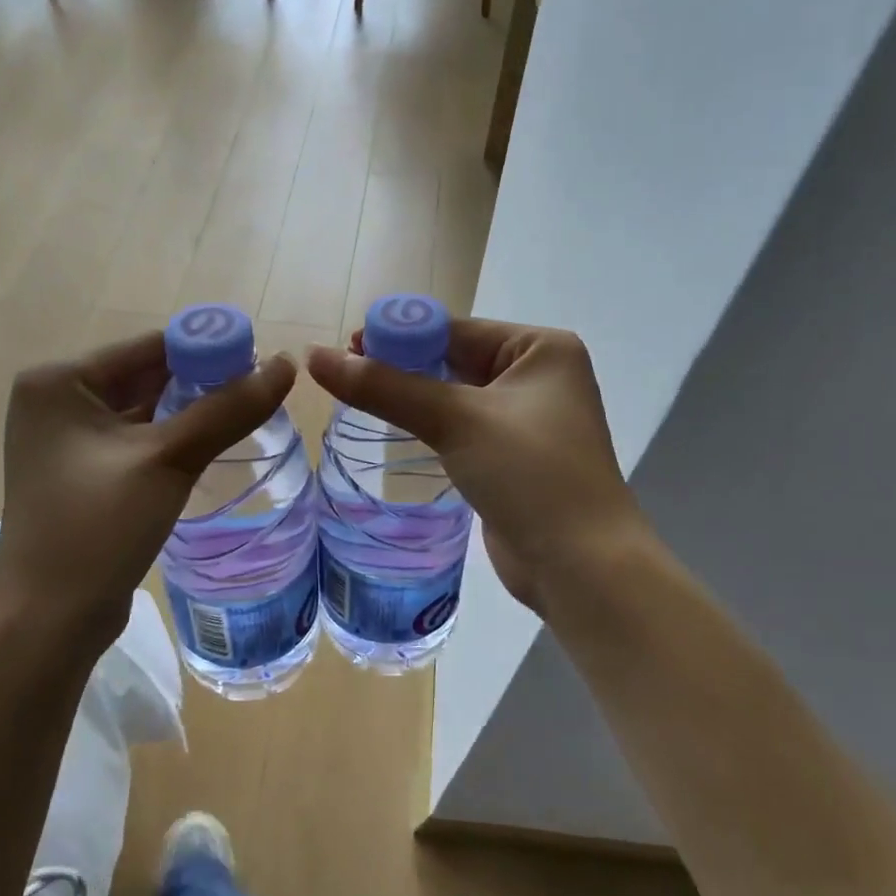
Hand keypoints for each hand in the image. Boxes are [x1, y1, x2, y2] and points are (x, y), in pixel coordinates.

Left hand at [0, 331, 295, 654]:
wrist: (48, 620)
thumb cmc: (97, 528)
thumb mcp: (167, 461)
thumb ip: (227, 410)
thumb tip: (286, 365)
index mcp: (59, 382)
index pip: (149, 347)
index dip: (209, 348)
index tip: (262, 359)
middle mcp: (58, 401)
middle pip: (147, 376)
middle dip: (203, 381)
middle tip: (263, 388)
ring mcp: (68, 441)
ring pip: (146, 410)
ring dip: (192, 412)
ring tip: (251, 413)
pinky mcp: (84, 474)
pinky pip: (139, 441)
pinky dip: (175, 439)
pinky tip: (215, 444)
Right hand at [306, 320, 646, 614]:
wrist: (581, 565)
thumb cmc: (529, 474)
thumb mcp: (455, 420)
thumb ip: (385, 387)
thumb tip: (315, 356)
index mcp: (541, 348)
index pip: (456, 329)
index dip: (399, 335)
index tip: (346, 347)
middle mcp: (539, 376)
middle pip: (455, 359)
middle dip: (403, 366)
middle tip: (345, 374)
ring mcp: (528, 419)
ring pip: (456, 396)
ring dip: (413, 398)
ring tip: (358, 399)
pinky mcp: (514, 456)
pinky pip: (464, 428)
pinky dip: (431, 427)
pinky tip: (396, 431)